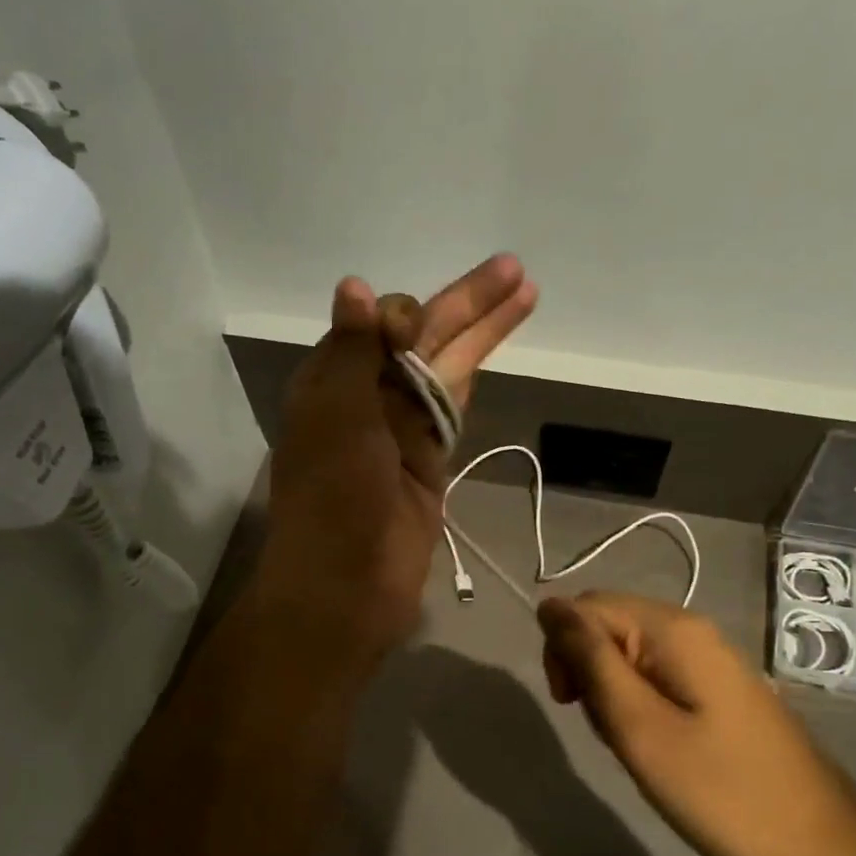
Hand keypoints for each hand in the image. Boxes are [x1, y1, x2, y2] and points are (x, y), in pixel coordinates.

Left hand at [260, 255, 536, 659]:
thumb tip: (356, 287)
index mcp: (330, 382)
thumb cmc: (333, 499)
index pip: (375, 326)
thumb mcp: (337, 417)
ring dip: (481, 334)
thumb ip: (354, 352)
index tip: (413, 330)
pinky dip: (472, 378)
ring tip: (524, 293)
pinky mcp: (428, 461)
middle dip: (466, 304)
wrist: (347, 587)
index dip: (404, 316)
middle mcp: (365, 399)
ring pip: (445, 370)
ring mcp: (400, 431)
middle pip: (422, 340)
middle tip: (514, 269)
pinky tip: (491, 348)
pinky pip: (451, 408)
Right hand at [536, 591, 855, 855]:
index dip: (563, 649)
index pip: (586, 606)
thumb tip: (548, 606)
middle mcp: (692, 630)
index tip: (571, 705)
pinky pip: (657, 675)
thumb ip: (590, 661)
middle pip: (607, 624)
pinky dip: (639, 704)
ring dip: (611, 693)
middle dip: (587, 670)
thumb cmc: (721, 793)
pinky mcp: (718, 688)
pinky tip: (655, 744)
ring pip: (628, 653)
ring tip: (633, 744)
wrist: (822, 850)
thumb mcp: (640, 728)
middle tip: (607, 731)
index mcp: (673, 630)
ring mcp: (709, 659)